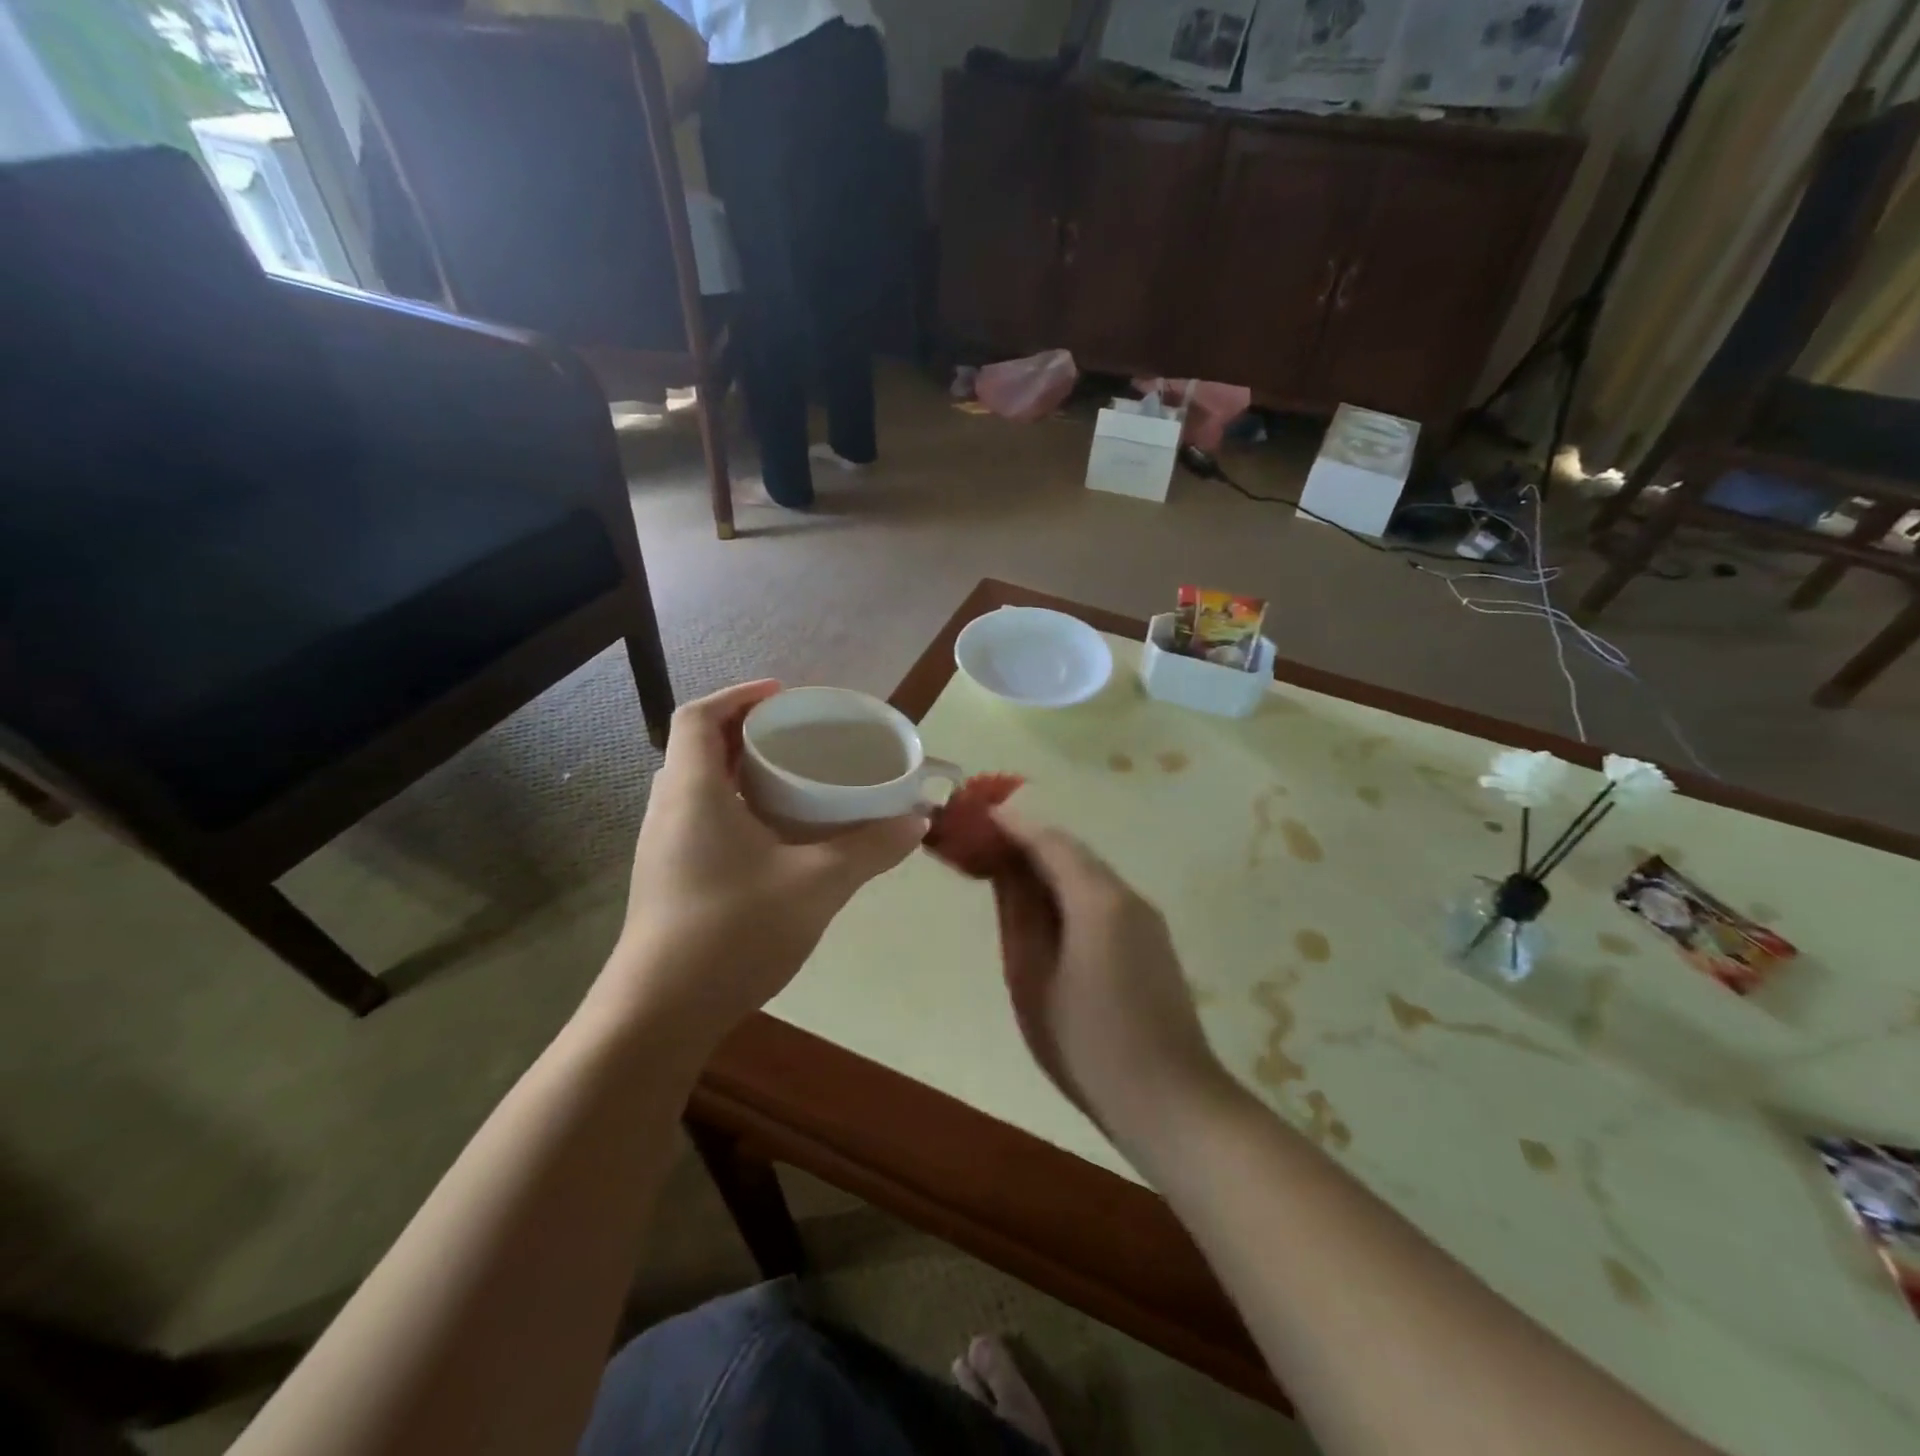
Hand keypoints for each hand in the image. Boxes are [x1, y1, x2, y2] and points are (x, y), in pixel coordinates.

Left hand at [602, 681, 925, 1038]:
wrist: (659, 1015)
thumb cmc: (734, 932)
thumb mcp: (816, 884)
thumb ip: (870, 848)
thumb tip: (917, 822)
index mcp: (693, 791)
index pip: (700, 717)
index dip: (739, 696)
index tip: (784, 696)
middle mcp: (668, 809)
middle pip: (700, 748)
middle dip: (748, 733)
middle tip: (798, 738)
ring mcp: (663, 847)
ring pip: (700, 786)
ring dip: (741, 772)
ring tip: (793, 781)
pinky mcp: (668, 878)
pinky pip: (701, 819)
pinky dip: (736, 808)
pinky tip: (776, 838)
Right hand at [990, 813, 1233, 1150]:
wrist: (1170, 1101)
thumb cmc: (1087, 1044)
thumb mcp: (1034, 979)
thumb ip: (1018, 916)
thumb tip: (1004, 870)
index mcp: (1097, 899)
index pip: (1049, 841)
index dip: (1011, 825)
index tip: (975, 815)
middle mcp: (1127, 895)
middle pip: (1072, 852)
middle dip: (1028, 842)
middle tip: (983, 843)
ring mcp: (1145, 918)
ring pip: (1089, 874)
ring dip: (1048, 866)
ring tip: (1004, 872)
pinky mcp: (1152, 941)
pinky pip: (1103, 898)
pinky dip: (1069, 890)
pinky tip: (1045, 910)